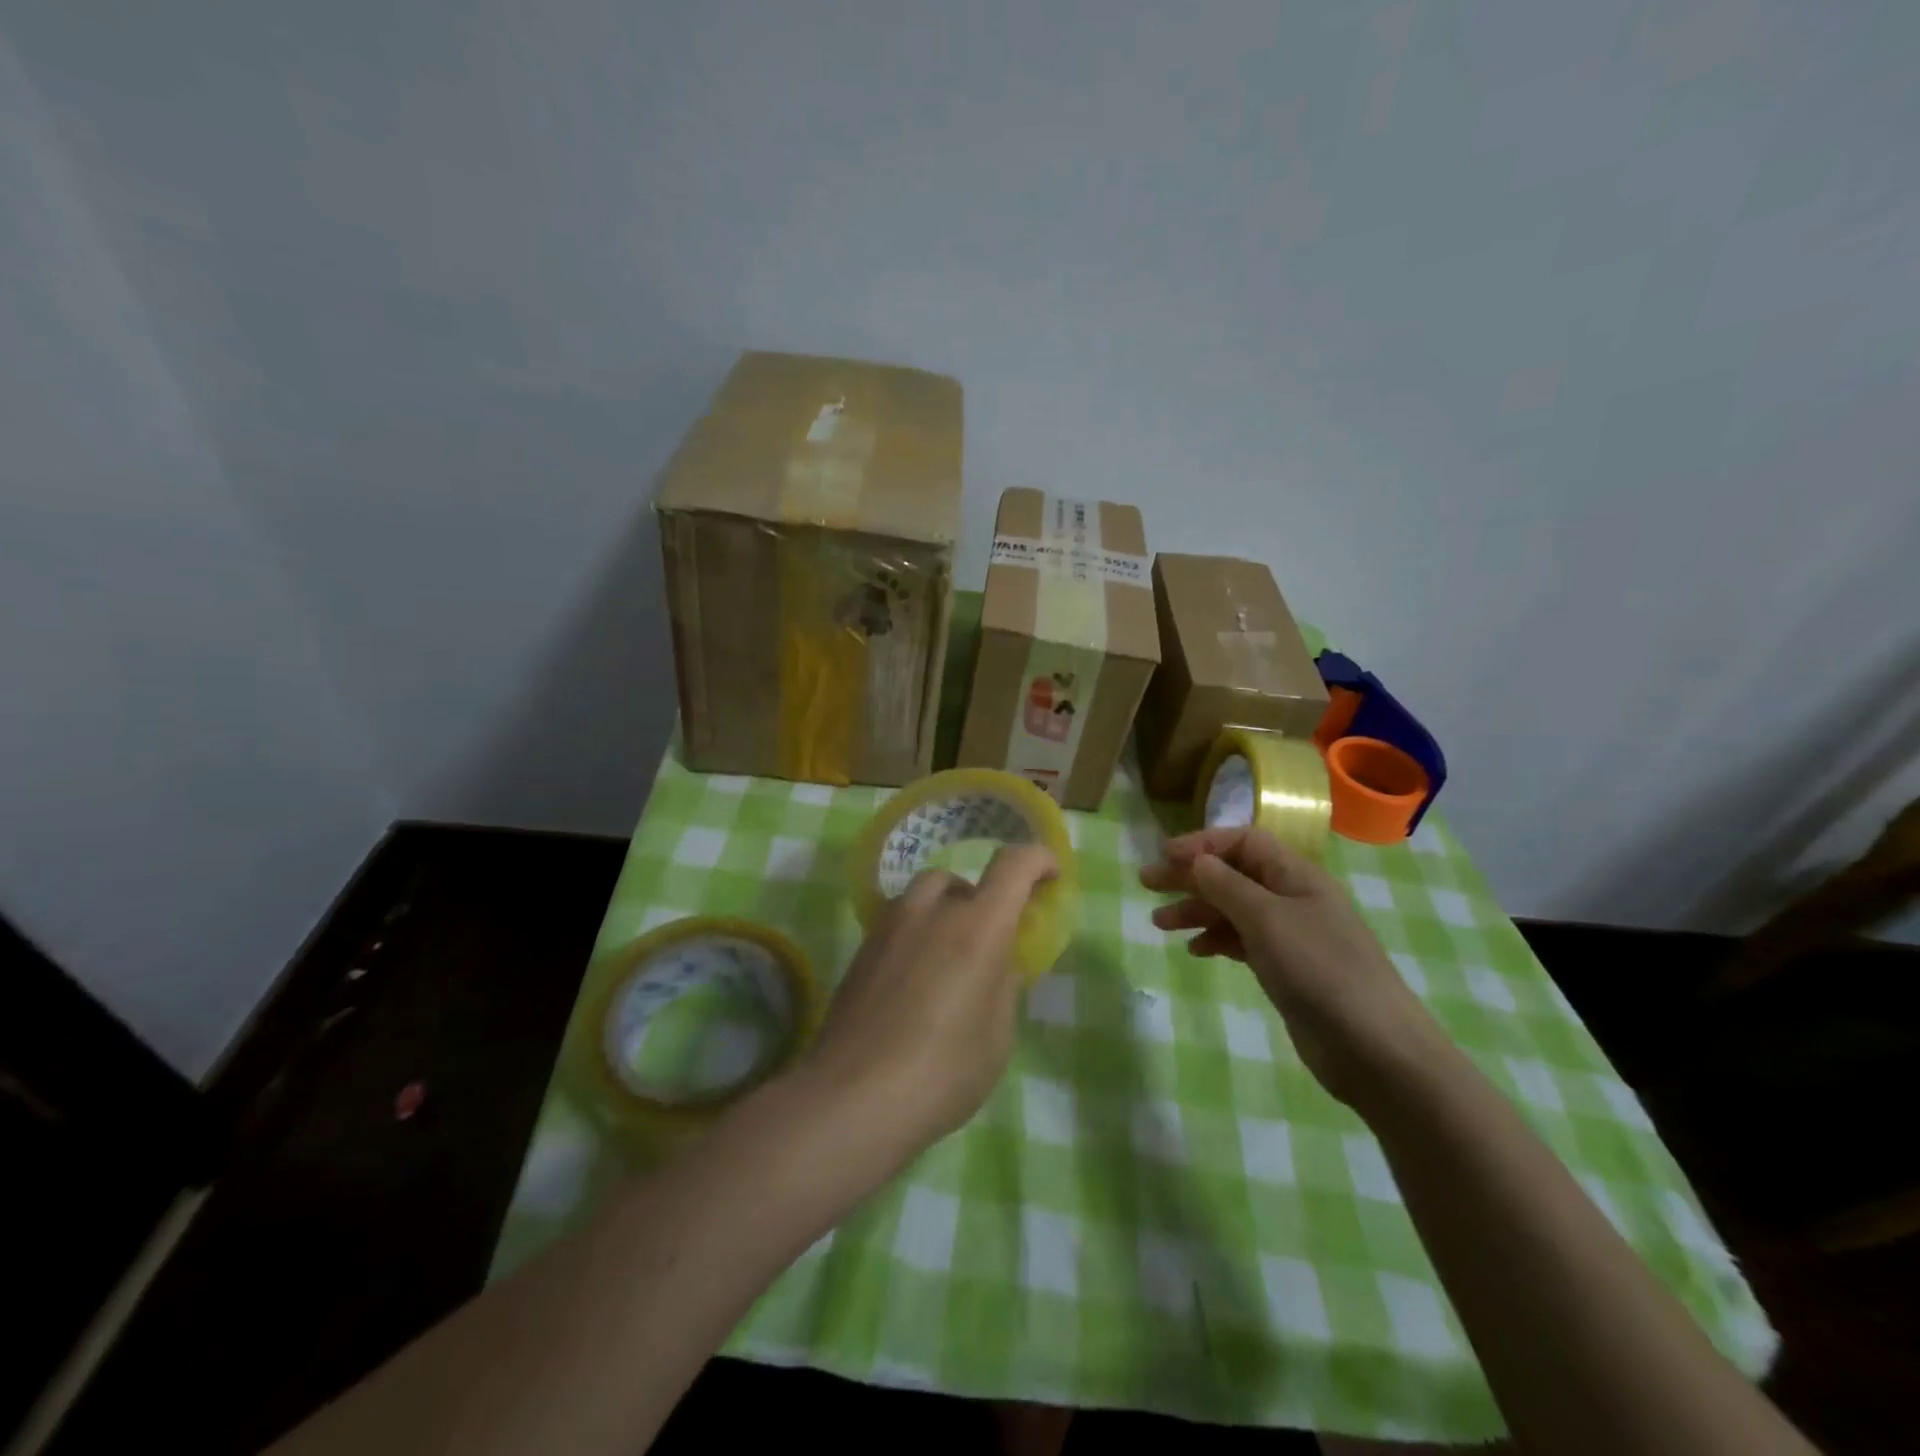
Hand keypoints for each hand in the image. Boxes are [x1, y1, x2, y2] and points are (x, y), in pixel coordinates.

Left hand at [799, 844, 1057, 1161]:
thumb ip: (1003, 985)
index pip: (1013, 865)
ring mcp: (889, 927)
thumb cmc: (944, 1070)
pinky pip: (897, 923)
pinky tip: (913, 983)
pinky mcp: (861, 950)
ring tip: (947, 961)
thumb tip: (998, 962)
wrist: (855, 1096)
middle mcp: (932, 912)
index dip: (1037, 859)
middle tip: (987, 942)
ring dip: (942, 912)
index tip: (1050, 876)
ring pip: (922, 896)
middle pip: (959, 878)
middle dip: (980, 899)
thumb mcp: (997, 1034)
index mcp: (978, 926)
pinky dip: (915, 935)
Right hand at [1141, 827, 1447, 1106]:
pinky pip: (1242, 941)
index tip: (1163, 856)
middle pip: (1233, 873)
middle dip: (1190, 876)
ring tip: (1158, 923)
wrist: (1374, 1048)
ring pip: (1233, 909)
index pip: (1243, 841)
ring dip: (1196, 910)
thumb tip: (1196, 859)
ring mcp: (1290, 935)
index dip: (1202, 843)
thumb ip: (1226, 885)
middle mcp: (1292, 897)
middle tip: (1146, 883)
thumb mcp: (1266, 919)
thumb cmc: (1319, 969)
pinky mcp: (1286, 968)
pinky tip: (1195, 951)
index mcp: (1295, 875)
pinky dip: (1216, 940)